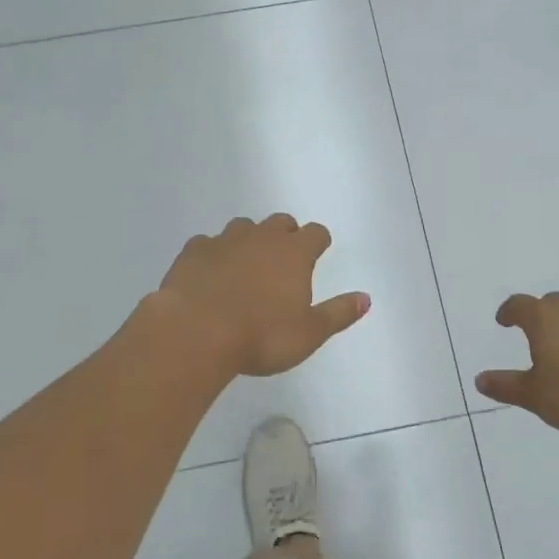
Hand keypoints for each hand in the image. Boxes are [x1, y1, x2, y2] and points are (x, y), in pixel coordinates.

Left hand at [156, 215, 370, 377]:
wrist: (195, 333)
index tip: (318, 250)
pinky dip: (213, 253)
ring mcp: (224, 241)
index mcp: (294, 253)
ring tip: (246, 264)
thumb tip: (366, 298)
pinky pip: (207, 243)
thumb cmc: (261, 336)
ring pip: (243, 227)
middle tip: (284, 257)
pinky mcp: (193, 252)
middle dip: (285, 234)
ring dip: (249, 240)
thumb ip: (338, 313)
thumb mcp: (309, 333)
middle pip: (280, 222)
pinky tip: (209, 272)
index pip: (315, 233)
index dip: (319, 241)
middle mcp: (261, 238)